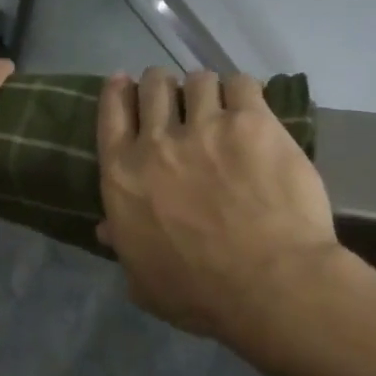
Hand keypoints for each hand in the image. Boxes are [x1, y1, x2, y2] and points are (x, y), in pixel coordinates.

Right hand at [97, 67, 339, 342]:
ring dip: (204, 90)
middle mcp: (157, 142)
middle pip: (153, 86)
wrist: (270, 285)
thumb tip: (105, 228)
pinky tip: (249, 107)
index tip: (124, 82)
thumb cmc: (199, 294)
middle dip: (161, 86)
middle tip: (176, 98)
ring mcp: (206, 127)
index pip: (112, 113)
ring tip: (218, 104)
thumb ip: (123, 246)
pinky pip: (241, 84)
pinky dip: (242, 91)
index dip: (118, 92)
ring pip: (198, 81)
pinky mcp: (252, 123)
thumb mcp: (143, 280)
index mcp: (122, 175)